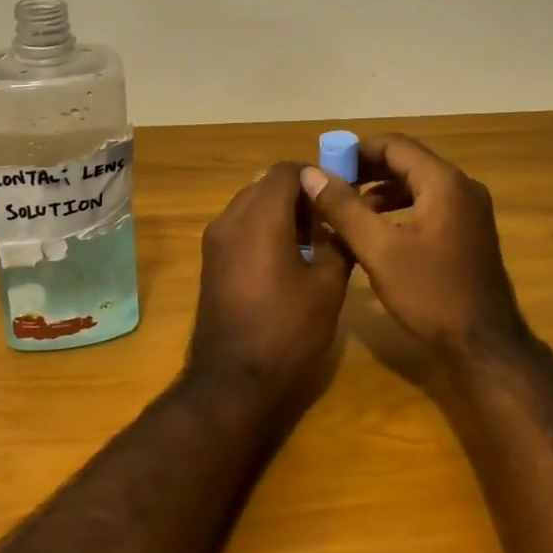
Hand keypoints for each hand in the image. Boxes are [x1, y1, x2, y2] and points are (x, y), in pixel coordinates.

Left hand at [186, 162, 352, 410]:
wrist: (233, 381)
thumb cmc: (287, 331)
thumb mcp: (328, 286)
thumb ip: (339, 241)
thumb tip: (343, 218)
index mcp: (260, 218)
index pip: (286, 170)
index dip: (316, 175)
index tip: (340, 194)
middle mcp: (230, 219)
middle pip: (266, 185)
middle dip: (299, 194)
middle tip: (329, 219)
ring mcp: (214, 241)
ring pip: (251, 205)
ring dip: (280, 212)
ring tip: (313, 241)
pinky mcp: (210, 261)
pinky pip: (239, 227)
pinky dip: (263, 229)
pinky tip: (288, 259)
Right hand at [302, 134, 526, 360]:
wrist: (484, 344)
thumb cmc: (431, 293)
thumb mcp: (379, 251)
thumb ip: (343, 208)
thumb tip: (311, 174)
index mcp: (443, 182)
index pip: (393, 145)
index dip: (355, 152)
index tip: (325, 170)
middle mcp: (461, 186)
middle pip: (406, 162)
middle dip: (366, 172)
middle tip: (331, 190)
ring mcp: (470, 210)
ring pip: (417, 185)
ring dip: (381, 191)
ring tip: (347, 211)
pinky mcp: (469, 231)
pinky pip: (429, 205)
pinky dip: (400, 209)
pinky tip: (377, 232)